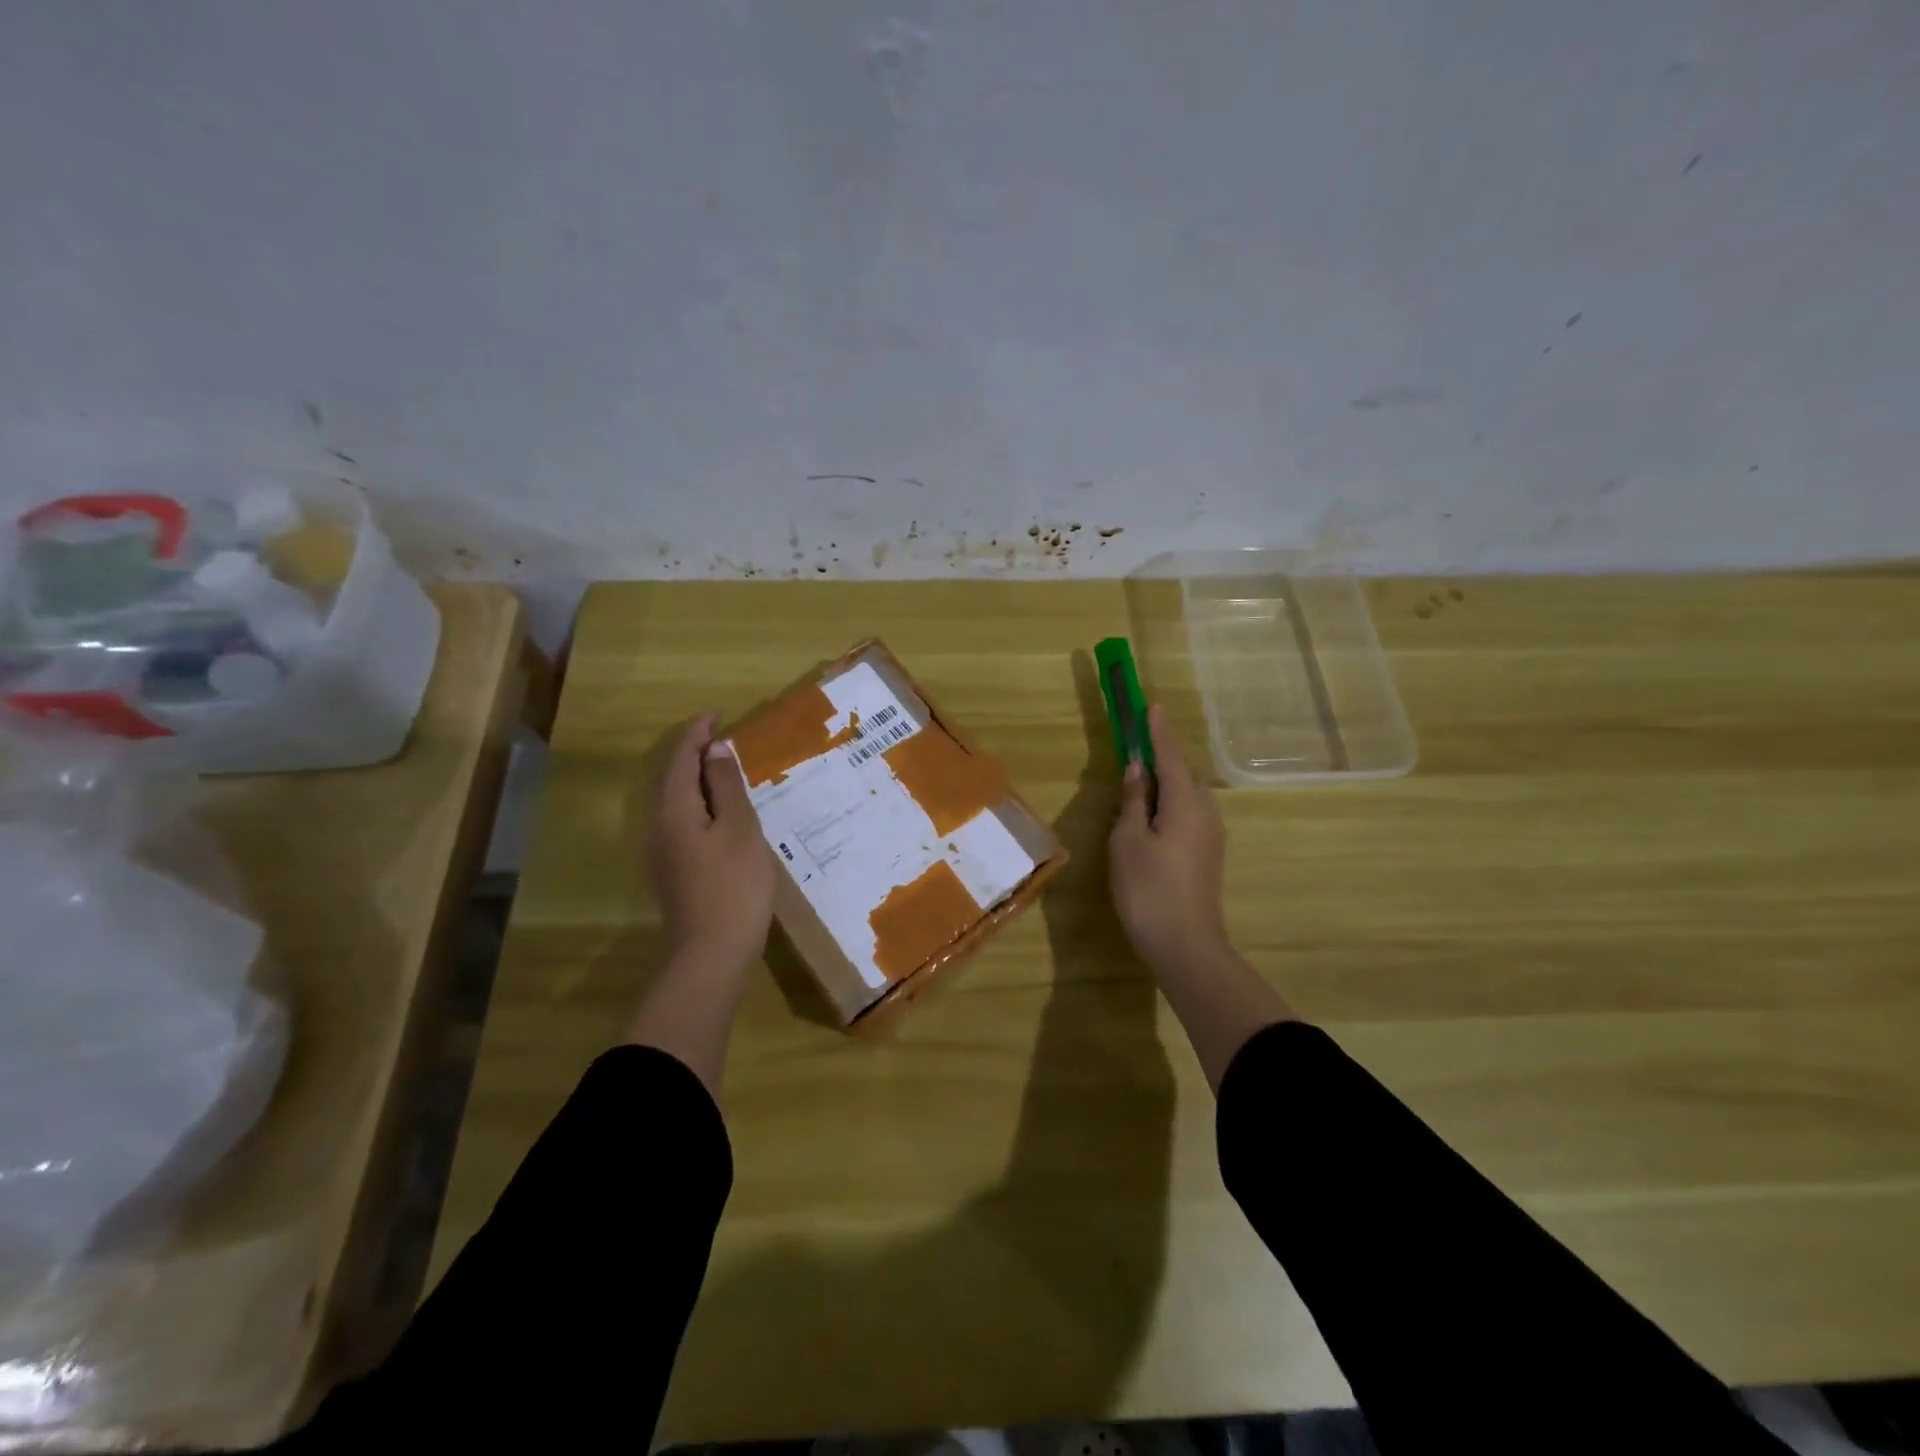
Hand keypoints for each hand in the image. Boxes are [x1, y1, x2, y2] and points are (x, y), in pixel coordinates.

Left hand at [648, 712, 774, 975]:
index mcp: (675, 811)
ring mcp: (664, 853)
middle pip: (671, 779)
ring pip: (676, 802)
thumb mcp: (739, 829)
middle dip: (692, 753)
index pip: (681, 760)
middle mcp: (660, 827)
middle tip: (720, 736)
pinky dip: (700, 803)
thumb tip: (714, 750)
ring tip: (723, 768)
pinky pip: (683, 821)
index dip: (697, 734)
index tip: (717, 714)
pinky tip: (722, 812)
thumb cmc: (733, 886)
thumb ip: (727, 787)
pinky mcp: (675, 871)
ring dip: (696, 778)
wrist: (711, 953)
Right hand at [1109, 704, 1229, 973]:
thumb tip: (1138, 769)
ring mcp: (1211, 835)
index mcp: (1185, 802)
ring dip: (1166, 781)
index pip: (1170, 756)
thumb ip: (1134, 800)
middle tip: (1137, 744)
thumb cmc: (1149, 889)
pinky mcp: (1208, 854)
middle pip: (1183, 773)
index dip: (1158, 731)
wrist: (1186, 945)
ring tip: (1140, 779)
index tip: (1151, 705)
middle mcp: (1205, 812)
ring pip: (1187, 795)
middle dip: (1162, 756)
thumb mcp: (1129, 840)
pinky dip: (1170, 803)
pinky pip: (1189, 813)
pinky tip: (1152, 814)